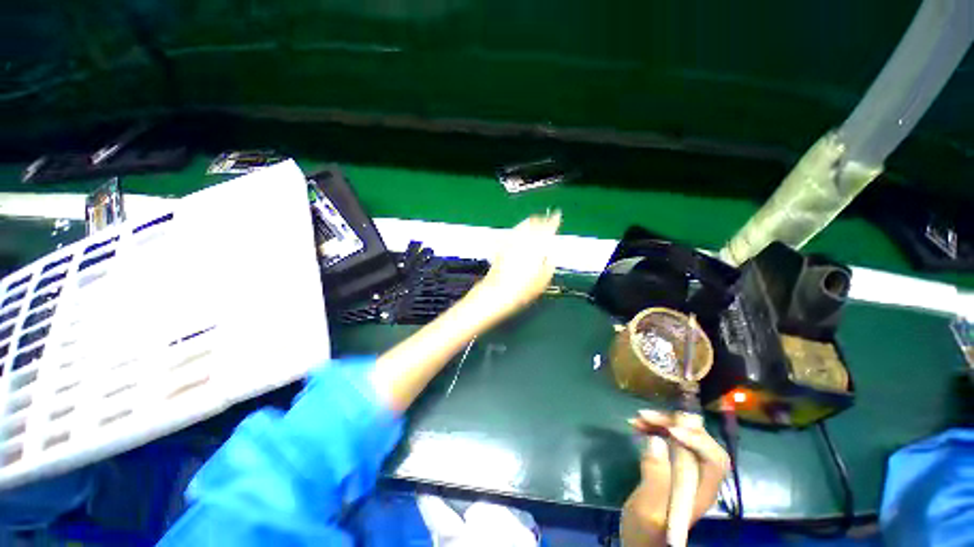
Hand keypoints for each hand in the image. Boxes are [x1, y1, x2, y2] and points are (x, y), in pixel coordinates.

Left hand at [473, 211, 560, 320]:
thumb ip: (549, 265)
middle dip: (541, 219)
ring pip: (522, 226)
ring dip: (529, 221)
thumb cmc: (522, 290)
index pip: (547, 229)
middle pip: (534, 224)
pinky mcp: (501, 248)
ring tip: (534, 219)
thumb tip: (550, 257)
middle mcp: (523, 242)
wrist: (497, 292)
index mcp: (536, 247)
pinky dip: (518, 228)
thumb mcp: (543, 281)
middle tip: (546, 217)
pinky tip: (518, 229)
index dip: (553, 221)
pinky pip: (512, 232)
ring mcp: (511, 243)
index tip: (557, 215)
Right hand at [620, 410, 729, 546]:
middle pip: (700, 442)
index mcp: (701, 492)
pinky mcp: (672, 465)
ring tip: (637, 419)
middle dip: (675, 424)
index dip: (697, 439)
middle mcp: (700, 479)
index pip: (715, 459)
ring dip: (662, 423)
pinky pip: (669, 439)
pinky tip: (637, 425)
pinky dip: (655, 428)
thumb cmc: (645, 531)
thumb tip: (656, 440)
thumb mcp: (648, 509)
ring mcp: (686, 471)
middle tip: (646, 416)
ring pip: (684, 437)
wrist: (639, 541)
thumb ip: (655, 477)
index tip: (669, 429)